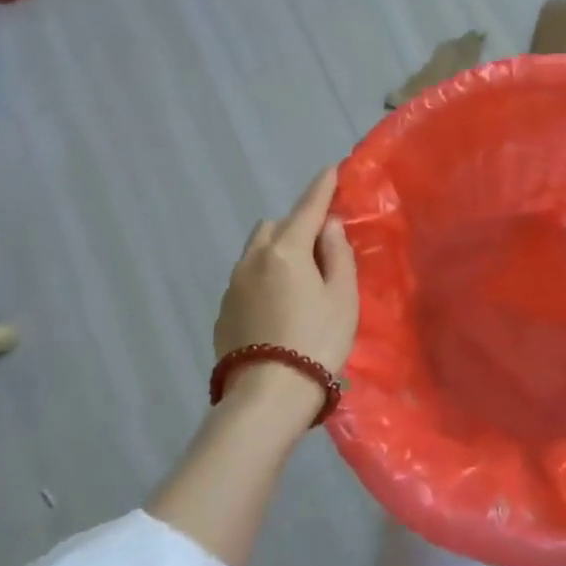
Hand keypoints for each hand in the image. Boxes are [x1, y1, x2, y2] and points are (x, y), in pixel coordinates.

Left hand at [215, 165, 359, 392]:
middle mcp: (253, 260)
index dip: (322, 187)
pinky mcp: (223, 312)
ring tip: (299, 280)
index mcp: (286, 251)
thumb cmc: (317, 341)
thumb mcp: (342, 297)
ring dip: (277, 252)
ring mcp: (233, 286)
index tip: (331, 169)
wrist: (268, 396)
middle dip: (296, 226)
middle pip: (275, 226)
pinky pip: (246, 279)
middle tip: (320, 248)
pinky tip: (279, 307)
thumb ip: (337, 255)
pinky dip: (264, 278)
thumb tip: (328, 226)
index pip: (307, 207)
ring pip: (256, 252)